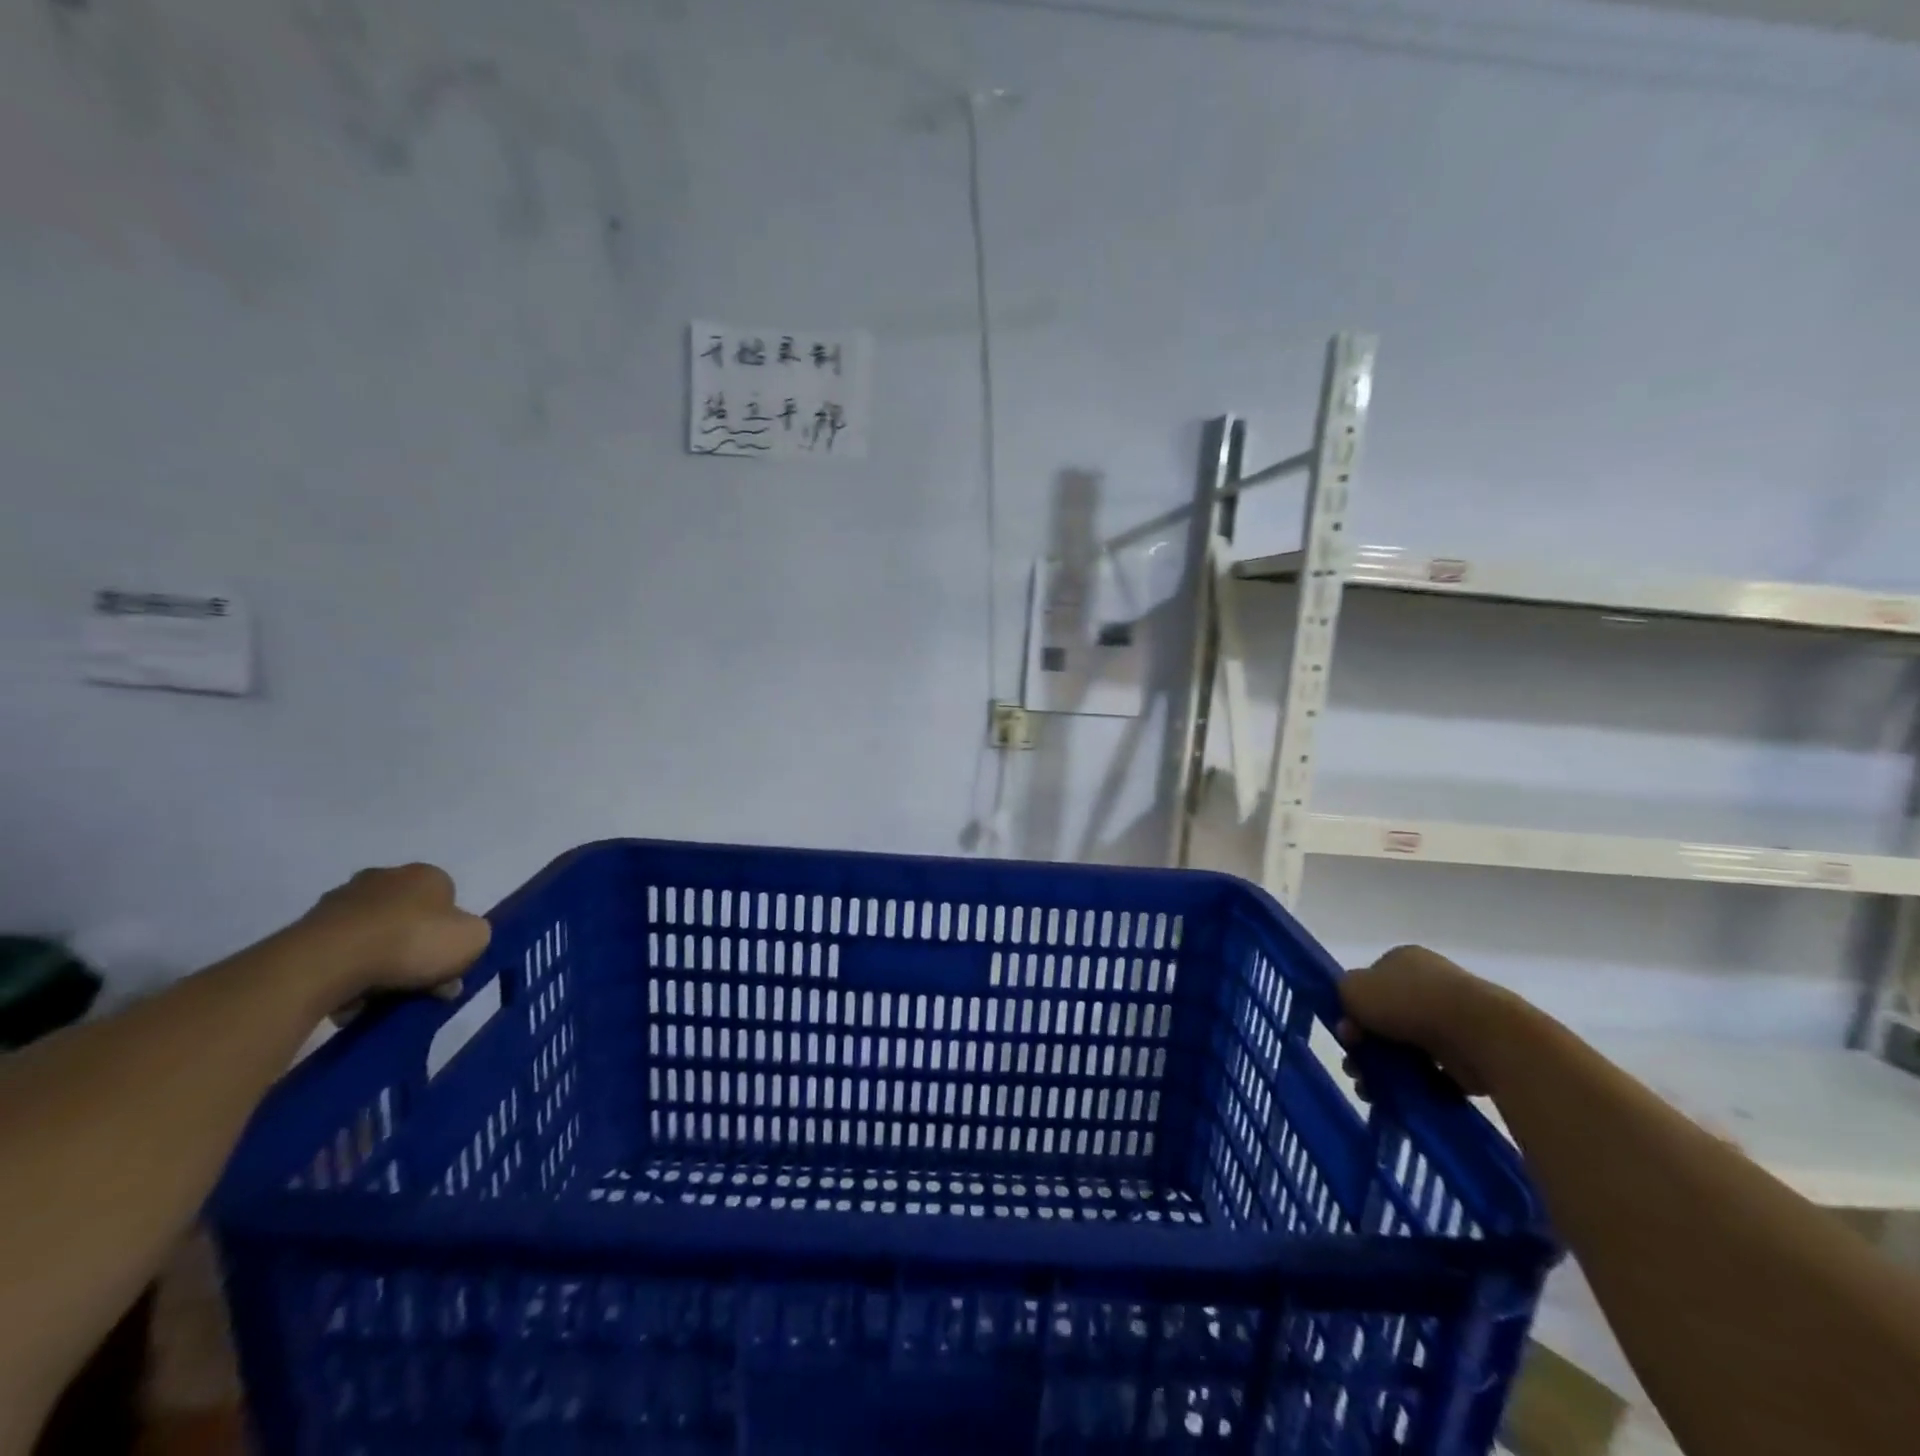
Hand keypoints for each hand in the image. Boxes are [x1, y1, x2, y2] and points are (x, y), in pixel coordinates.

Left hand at [296, 864, 490, 1006]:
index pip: (449, 903)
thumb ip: (475, 938)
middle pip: (410, 920)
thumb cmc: (413, 941)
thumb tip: (456, 947)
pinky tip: (350, 998)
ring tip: (380, 999)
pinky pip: (340, 954)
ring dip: (379, 963)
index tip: (448, 967)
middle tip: (417, 986)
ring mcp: (341, 900)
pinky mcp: (307, 927)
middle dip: (415, 951)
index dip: (451, 936)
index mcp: (427, 875)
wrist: (330, 960)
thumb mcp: (473, 940)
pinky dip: (347, 973)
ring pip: (374, 937)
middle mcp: (385, 878)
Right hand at [1338, 945, 1514, 1096]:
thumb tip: (1352, 1019)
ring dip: (1387, 1069)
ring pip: (1407, 1047)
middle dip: (1366, 1046)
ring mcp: (1453, 1019)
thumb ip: (1342, 996)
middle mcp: (1429, 984)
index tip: (1346, 1034)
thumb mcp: (1353, 988)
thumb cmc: (1408, 1001)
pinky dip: (1418, 1083)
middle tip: (1356, 1068)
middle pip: (1386, 1018)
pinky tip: (1403, 1095)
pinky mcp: (1470, 1053)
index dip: (1353, 1010)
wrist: (1477, 1032)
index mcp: (1403, 960)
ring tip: (1373, 1091)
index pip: (1370, 985)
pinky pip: (1435, 1070)